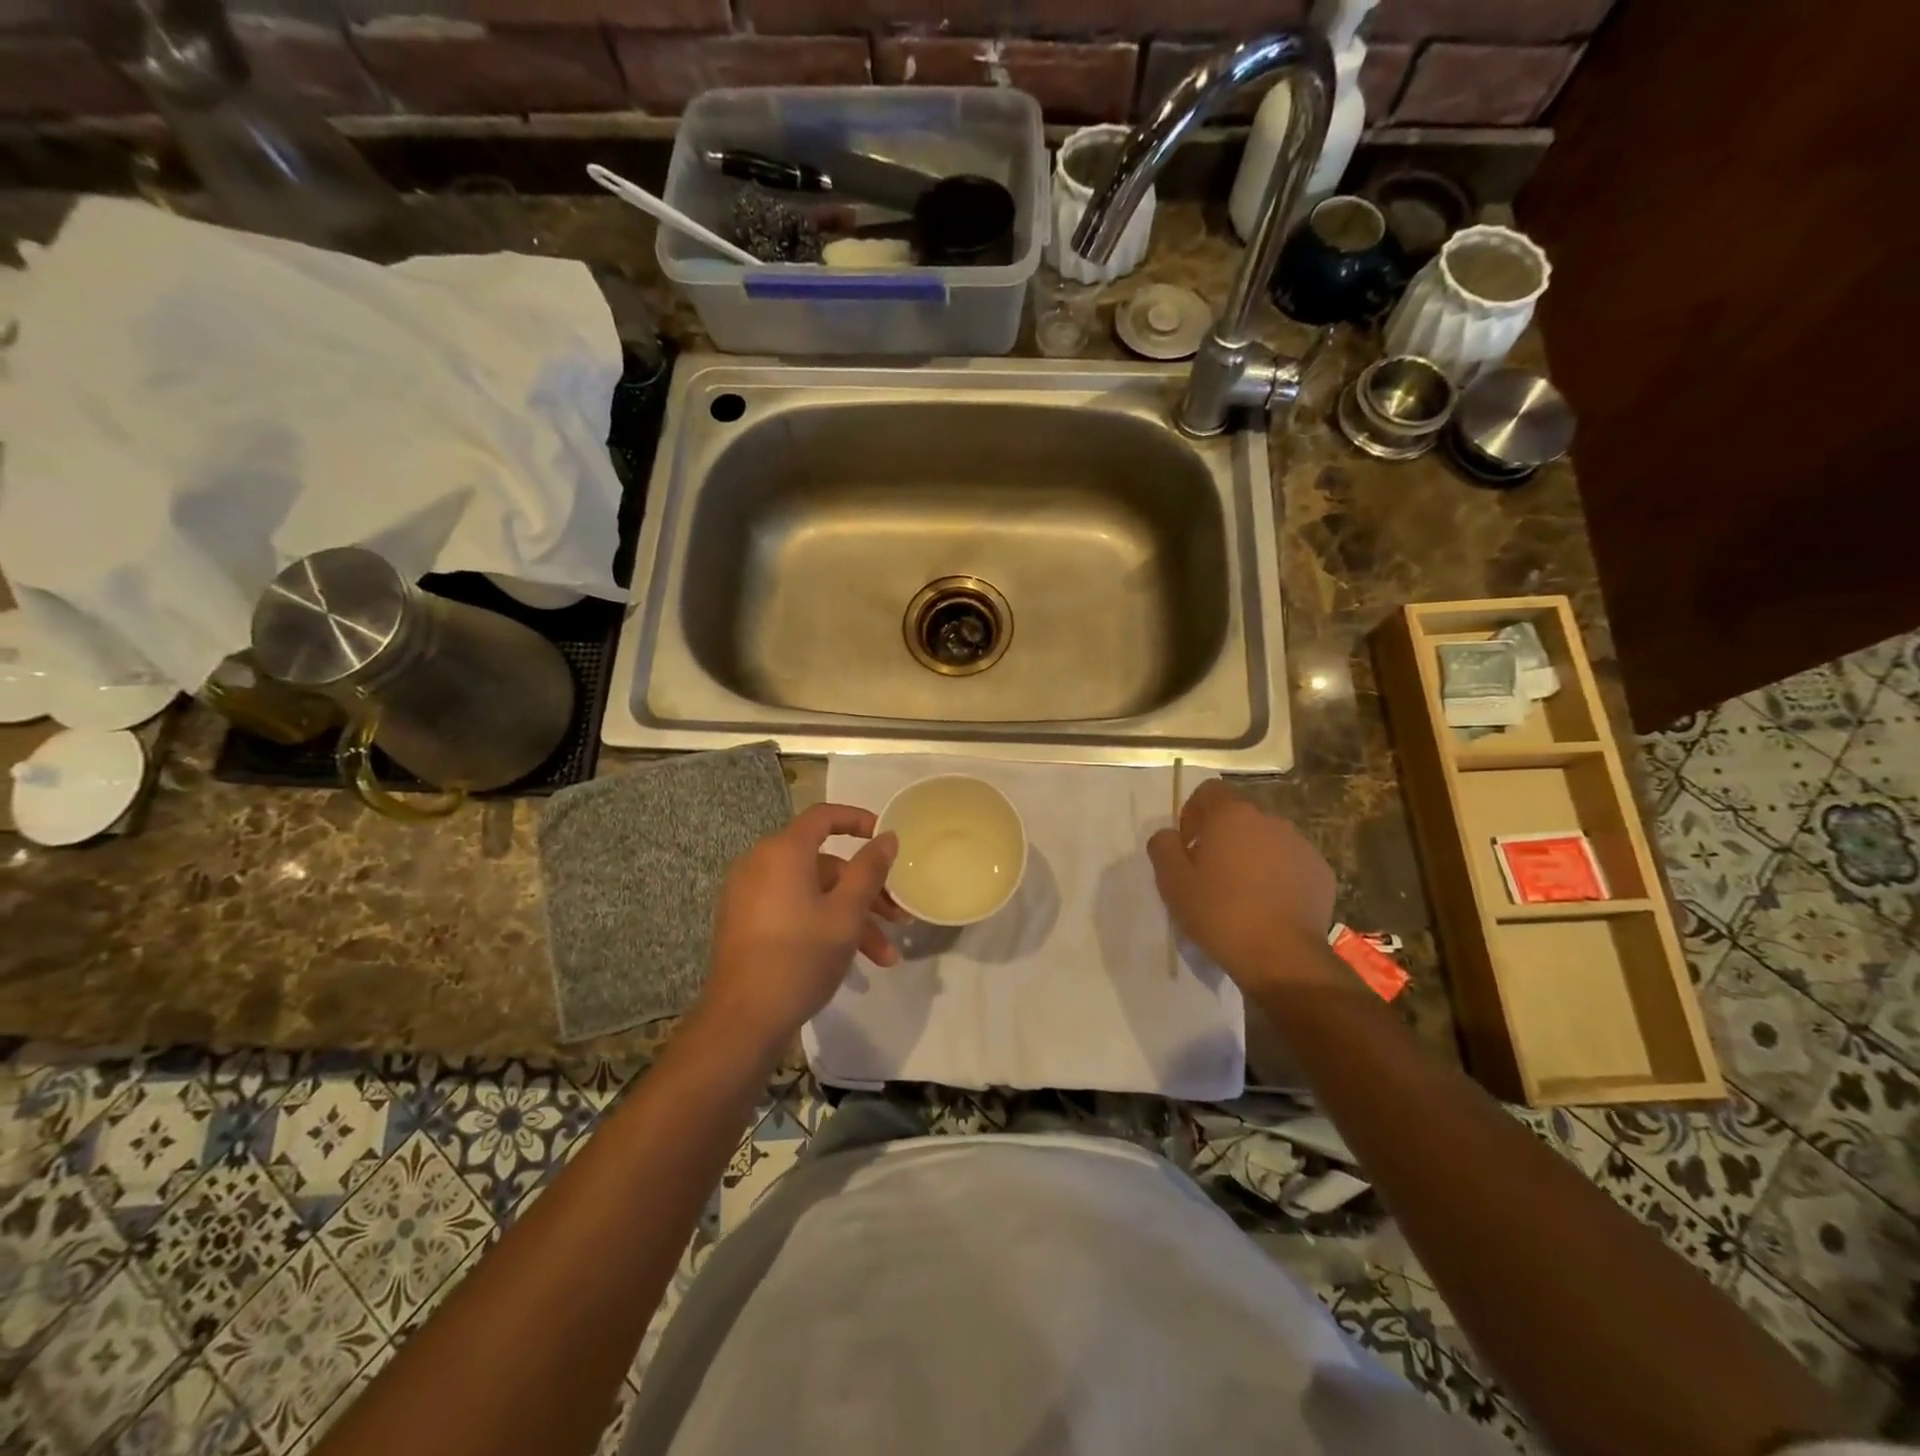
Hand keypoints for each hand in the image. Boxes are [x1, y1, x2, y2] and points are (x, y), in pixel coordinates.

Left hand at [702, 804, 903, 1047]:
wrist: (742, 1021)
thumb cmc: (800, 958)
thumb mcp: (846, 913)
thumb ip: (870, 869)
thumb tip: (887, 836)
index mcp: (783, 852)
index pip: (825, 816)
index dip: (859, 820)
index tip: (887, 839)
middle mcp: (761, 864)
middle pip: (825, 864)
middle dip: (867, 890)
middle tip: (898, 917)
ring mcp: (749, 895)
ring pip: (814, 893)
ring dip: (851, 918)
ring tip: (884, 957)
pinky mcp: (746, 923)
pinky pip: (793, 909)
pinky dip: (823, 924)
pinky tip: (852, 960)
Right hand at [1147, 781, 1340, 993]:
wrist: (1282, 957)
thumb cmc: (1219, 913)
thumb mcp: (1172, 882)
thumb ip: (1163, 847)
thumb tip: (1169, 836)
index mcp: (1232, 815)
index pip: (1209, 790)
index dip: (1193, 813)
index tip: (1188, 845)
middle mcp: (1270, 820)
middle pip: (1239, 815)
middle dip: (1222, 836)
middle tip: (1209, 872)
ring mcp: (1301, 845)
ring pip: (1266, 839)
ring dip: (1251, 855)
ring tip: (1241, 893)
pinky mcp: (1321, 872)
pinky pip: (1290, 863)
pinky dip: (1277, 875)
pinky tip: (1268, 906)